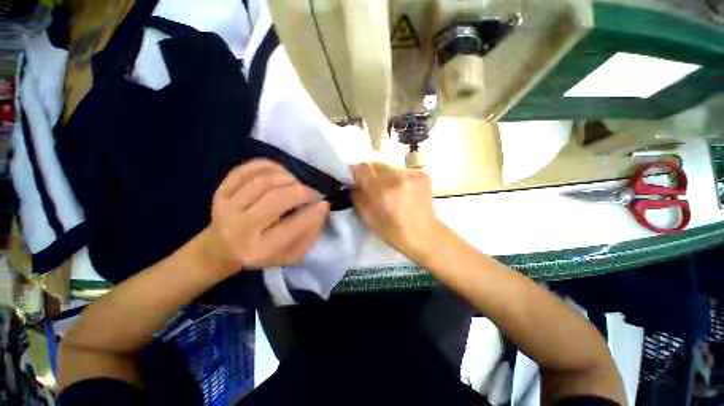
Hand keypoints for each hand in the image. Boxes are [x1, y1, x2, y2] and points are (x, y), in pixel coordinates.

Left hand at [200, 159, 329, 275]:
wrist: (221, 249)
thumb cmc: (262, 254)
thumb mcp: (291, 254)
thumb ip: (309, 233)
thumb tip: (322, 207)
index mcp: (258, 252)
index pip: (291, 228)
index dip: (312, 213)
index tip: (324, 203)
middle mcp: (238, 229)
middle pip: (275, 199)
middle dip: (301, 192)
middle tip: (313, 193)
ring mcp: (225, 208)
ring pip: (262, 181)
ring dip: (288, 178)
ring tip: (297, 185)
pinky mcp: (219, 192)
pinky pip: (246, 170)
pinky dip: (269, 167)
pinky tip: (281, 174)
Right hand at [352, 162, 447, 261]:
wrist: (425, 235)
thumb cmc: (393, 232)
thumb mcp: (368, 218)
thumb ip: (358, 197)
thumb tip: (355, 183)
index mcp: (381, 190)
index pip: (362, 168)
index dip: (357, 173)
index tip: (357, 180)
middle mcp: (396, 177)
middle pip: (376, 165)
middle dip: (372, 175)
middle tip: (375, 188)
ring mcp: (412, 174)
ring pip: (390, 169)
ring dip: (387, 177)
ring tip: (392, 192)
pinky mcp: (422, 175)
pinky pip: (404, 172)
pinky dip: (400, 179)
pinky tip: (405, 193)